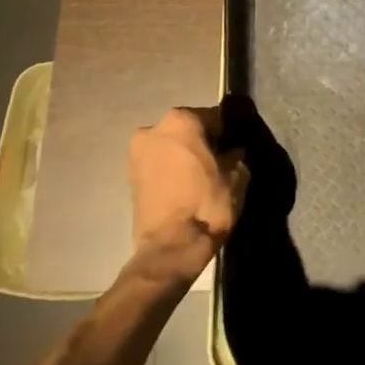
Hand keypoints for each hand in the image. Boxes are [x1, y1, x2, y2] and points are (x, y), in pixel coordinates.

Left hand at [127, 106, 247, 285]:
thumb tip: (233, 152)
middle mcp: (154, 128)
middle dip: (201, 141)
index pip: (213, 117)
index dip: (226, 132)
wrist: (170, 247)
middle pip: (187, 128)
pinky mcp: (129, 177)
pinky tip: (184, 186)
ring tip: (199, 176)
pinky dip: (169, 170)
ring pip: (170, 146)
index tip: (233, 146)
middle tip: (217, 160)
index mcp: (182, 120)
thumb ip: (235, 155)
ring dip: (183, 155)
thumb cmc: (206, 203)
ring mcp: (137, 153)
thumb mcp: (235, 176)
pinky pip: (157, 164)